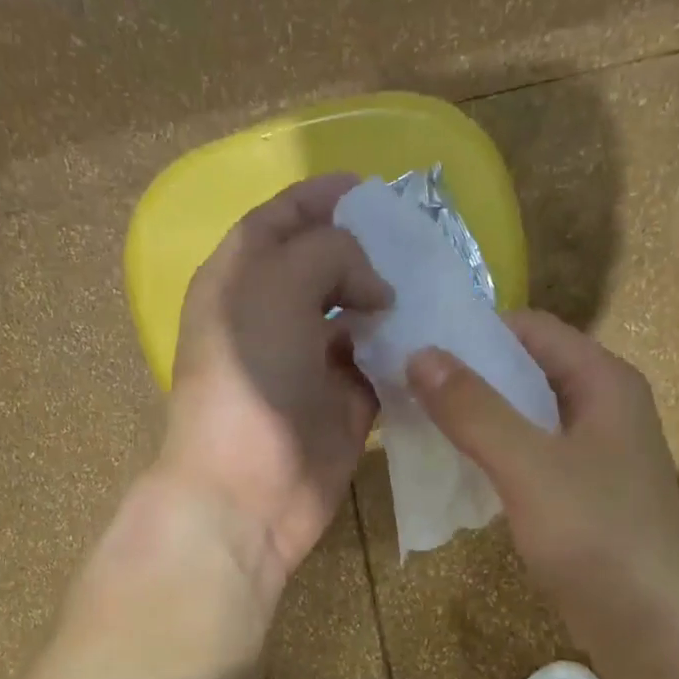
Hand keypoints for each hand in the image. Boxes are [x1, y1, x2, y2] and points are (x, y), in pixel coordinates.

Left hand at [158, 174, 391, 597]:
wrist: (247, 488)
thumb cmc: (251, 377)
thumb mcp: (276, 285)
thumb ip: (329, 253)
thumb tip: (373, 287)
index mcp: (241, 280)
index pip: (282, 221)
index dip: (323, 199)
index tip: (375, 190)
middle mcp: (274, 317)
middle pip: (325, 267)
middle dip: (368, 252)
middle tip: (418, 245)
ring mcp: (310, 364)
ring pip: (358, 318)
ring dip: (392, 303)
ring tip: (436, 286)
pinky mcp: (343, 406)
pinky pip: (380, 367)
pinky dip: (403, 354)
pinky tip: (432, 340)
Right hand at [407, 311, 678, 659]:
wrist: (649, 622)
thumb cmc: (595, 534)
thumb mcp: (528, 465)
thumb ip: (474, 409)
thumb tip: (421, 354)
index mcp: (604, 382)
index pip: (532, 329)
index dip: (476, 330)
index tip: (417, 343)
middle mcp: (605, 407)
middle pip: (529, 370)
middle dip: (471, 375)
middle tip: (407, 383)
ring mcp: (596, 453)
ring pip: (527, 416)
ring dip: (479, 416)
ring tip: (420, 420)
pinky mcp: (583, 494)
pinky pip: (531, 456)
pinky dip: (495, 454)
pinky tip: (458, 467)